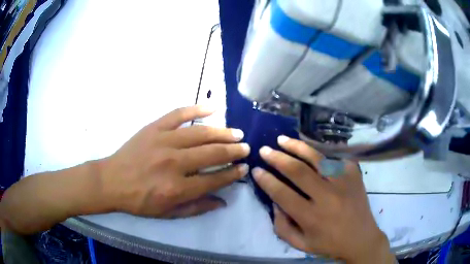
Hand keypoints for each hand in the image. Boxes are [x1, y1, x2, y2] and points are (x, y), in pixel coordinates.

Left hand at [99, 105, 249, 217]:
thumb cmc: (139, 201)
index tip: (244, 168)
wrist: (112, 181)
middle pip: (212, 153)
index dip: (232, 173)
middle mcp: (174, 163)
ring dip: (222, 133)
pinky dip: (196, 109)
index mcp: (177, 188)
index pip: (214, 178)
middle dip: (233, 151)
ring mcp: (163, 141)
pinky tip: (212, 108)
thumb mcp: (167, 213)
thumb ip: (196, 208)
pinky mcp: (154, 128)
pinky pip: (178, 114)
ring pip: (200, 133)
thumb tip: (222, 201)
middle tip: (246, 148)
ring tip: (237, 133)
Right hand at [252, 136, 394, 262]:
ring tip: (282, 139)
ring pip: (316, 158)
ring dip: (296, 146)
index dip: (266, 180)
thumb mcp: (301, 244)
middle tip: (264, 150)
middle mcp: (327, 197)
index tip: (256, 170)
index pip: (283, 194)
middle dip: (277, 158)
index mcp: (312, 217)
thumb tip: (274, 203)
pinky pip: (334, 158)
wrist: (362, 239)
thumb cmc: (330, 244)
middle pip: (298, 171)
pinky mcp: (353, 174)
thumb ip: (282, 226)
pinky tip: (309, 150)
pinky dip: (319, 152)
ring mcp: (343, 182)